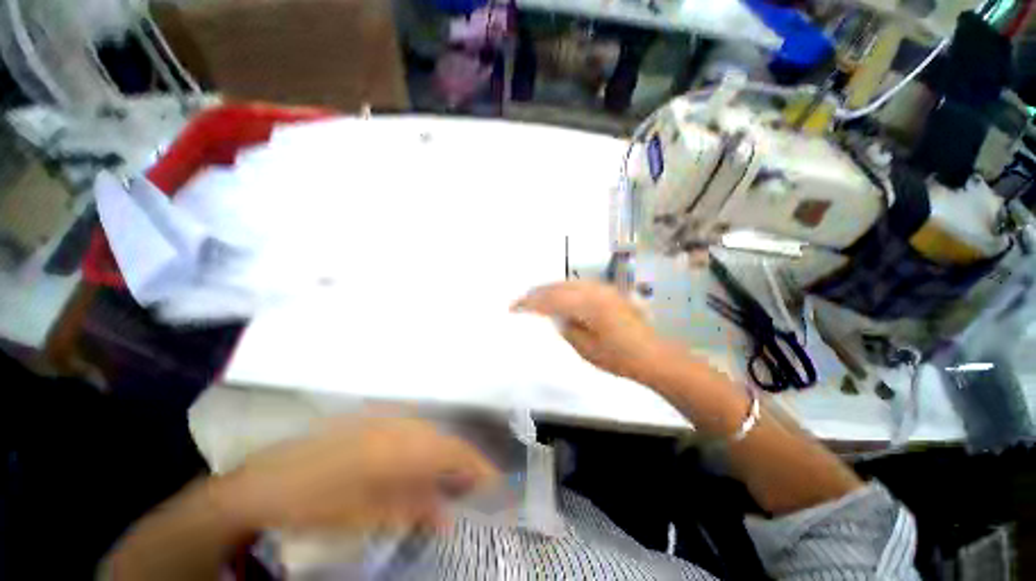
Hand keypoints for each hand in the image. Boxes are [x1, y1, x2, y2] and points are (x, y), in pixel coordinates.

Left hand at [216, 417, 497, 533]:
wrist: (266, 481)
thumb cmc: (316, 504)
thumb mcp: (367, 516)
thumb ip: (412, 510)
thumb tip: (447, 515)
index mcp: (400, 448)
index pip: (453, 451)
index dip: (477, 464)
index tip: (494, 482)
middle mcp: (399, 425)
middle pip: (444, 440)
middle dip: (460, 463)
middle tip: (469, 488)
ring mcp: (385, 419)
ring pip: (428, 435)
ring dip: (441, 457)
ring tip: (445, 482)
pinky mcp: (373, 421)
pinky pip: (410, 432)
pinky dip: (421, 450)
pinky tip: (415, 469)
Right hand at [512, 280, 675, 381]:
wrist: (653, 356)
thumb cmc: (619, 358)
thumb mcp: (586, 348)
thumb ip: (566, 328)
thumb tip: (554, 316)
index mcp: (588, 305)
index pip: (551, 300)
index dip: (530, 303)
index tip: (514, 308)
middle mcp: (595, 291)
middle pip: (558, 287)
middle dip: (538, 292)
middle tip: (521, 301)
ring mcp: (604, 289)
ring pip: (568, 283)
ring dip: (550, 289)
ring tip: (535, 297)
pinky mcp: (609, 292)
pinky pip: (580, 286)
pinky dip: (564, 289)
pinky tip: (559, 296)